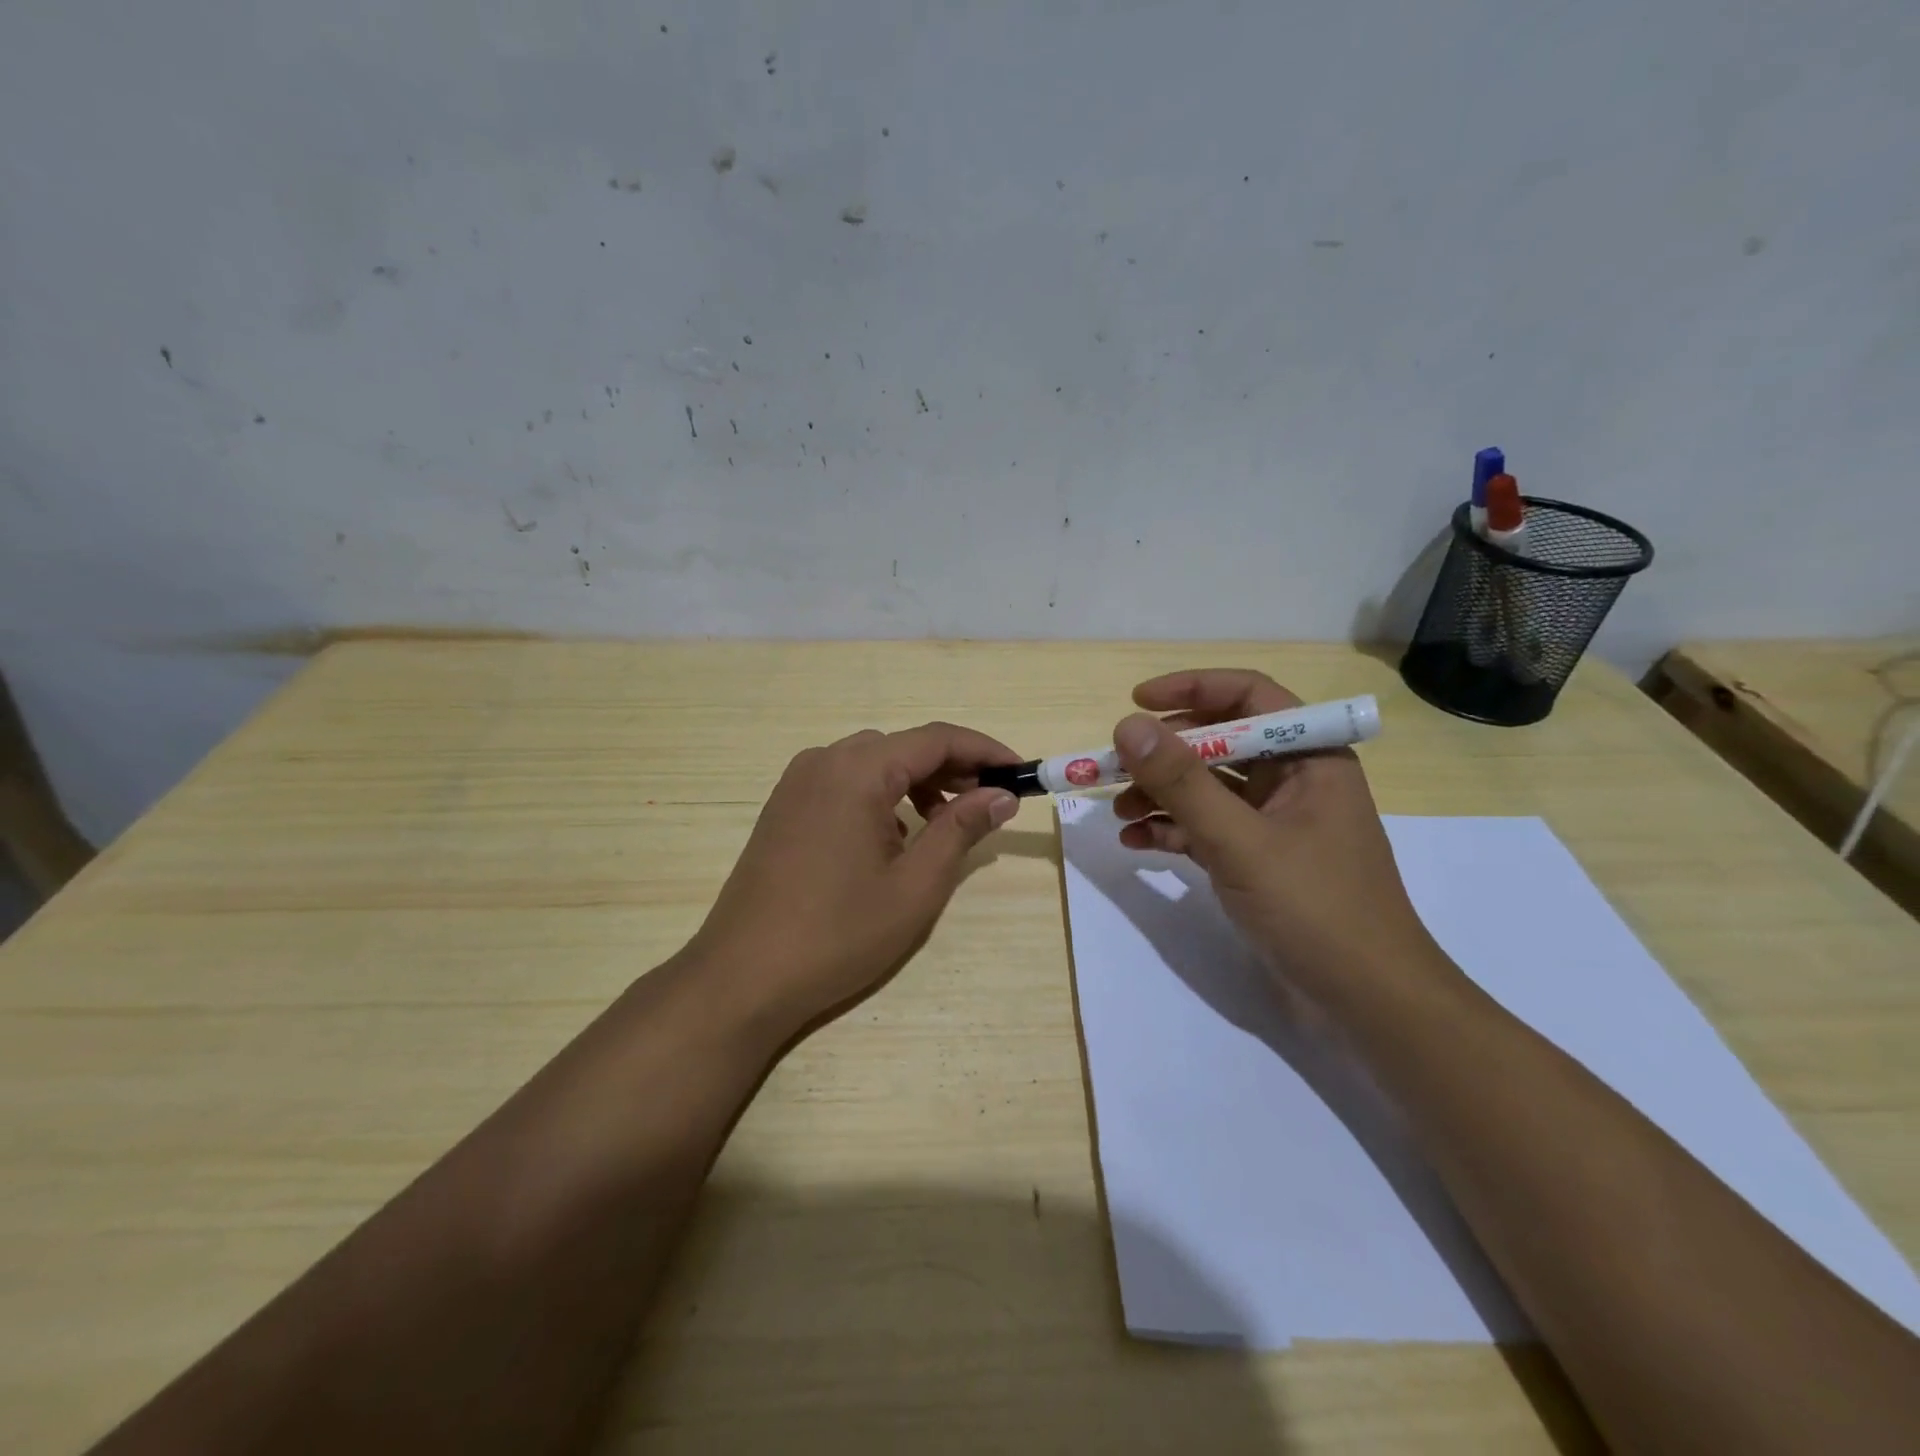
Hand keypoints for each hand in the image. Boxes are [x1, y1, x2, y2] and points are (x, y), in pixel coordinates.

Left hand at [686, 723, 1020, 1037]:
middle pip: (903, 747)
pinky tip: (894, 838)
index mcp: (857, 770)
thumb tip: (1001, 795)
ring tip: (946, 824)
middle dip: (952, 769)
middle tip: (989, 805)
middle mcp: (824, 761)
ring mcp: (797, 783)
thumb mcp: (915, 886)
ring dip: (916, 783)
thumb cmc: (838, 934)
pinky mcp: (784, 807)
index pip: (936, 739)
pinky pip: (845, 783)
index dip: (984, 751)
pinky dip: (881, 797)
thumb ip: (961, 830)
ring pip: (873, 763)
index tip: (1020, 773)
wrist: (742, 977)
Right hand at [1110, 669, 1443, 1004]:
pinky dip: (1173, 830)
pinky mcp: (1260, 860)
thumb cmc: (1316, 909)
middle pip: (1220, 742)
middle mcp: (1293, 780)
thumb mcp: (1240, 841)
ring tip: (1119, 812)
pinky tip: (1137, 843)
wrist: (1368, 1003)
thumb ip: (1182, 783)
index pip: (1248, 696)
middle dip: (1164, 753)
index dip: (1191, 689)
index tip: (1136, 701)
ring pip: (1208, 788)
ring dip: (1161, 794)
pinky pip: (1208, 828)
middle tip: (1115, 766)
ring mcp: (1276, 822)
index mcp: (1310, 757)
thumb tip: (1127, 725)